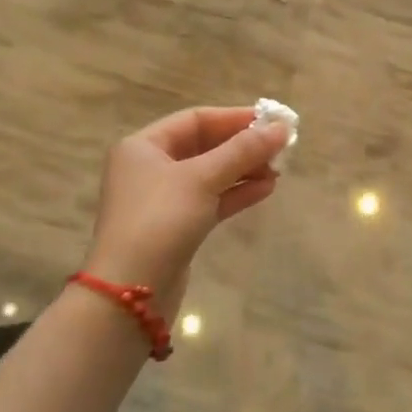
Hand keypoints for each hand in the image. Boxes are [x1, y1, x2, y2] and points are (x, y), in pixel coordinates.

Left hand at [83, 106, 289, 305]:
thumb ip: (243, 151)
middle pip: (204, 146)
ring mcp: (163, 199)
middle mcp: (150, 168)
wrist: (130, 294)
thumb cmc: (160, 220)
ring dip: (244, 170)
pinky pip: (210, 200)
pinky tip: (266, 190)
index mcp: (144, 146)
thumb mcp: (203, 179)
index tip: (272, 121)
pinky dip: (236, 193)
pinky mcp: (176, 227)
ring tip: (278, 170)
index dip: (235, 118)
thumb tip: (281, 128)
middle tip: (281, 147)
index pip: (195, 120)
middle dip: (243, 147)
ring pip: (211, 174)